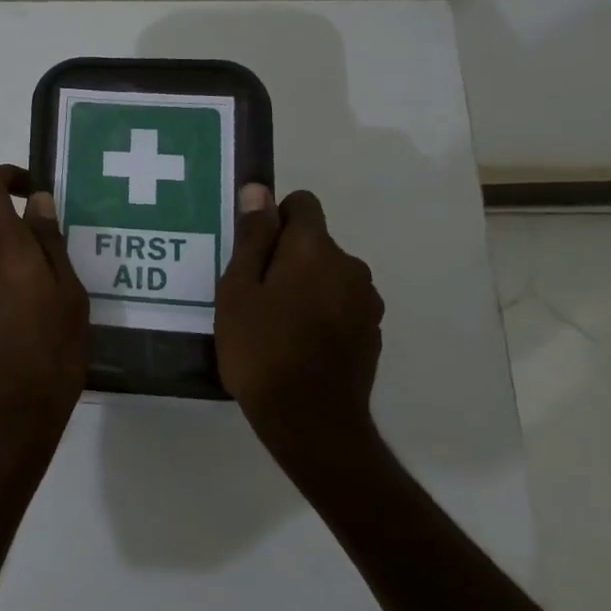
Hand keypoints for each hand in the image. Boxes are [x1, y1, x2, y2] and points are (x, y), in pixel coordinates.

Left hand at [0, 165, 90, 472]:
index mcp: (1, 246)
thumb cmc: (52, 352)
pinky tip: (15, 320)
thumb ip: (49, 241)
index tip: (30, 191)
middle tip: (46, 254)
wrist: (9, 416)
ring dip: (2, 258)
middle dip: (10, 225)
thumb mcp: (68, 294)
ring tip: (36, 296)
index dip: (3, 176)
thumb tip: (37, 200)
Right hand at [215, 184, 385, 486]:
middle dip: (285, 255)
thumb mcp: (238, 290)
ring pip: (328, 274)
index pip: (302, 204)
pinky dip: (320, 310)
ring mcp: (366, 300)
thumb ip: (252, 237)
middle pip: (314, 241)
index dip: (273, 219)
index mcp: (315, 249)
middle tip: (252, 294)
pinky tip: (297, 343)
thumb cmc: (261, 349)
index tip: (251, 253)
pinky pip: (340, 303)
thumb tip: (258, 190)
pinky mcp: (372, 331)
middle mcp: (350, 265)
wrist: (311, 421)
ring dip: (304, 284)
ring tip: (273, 322)